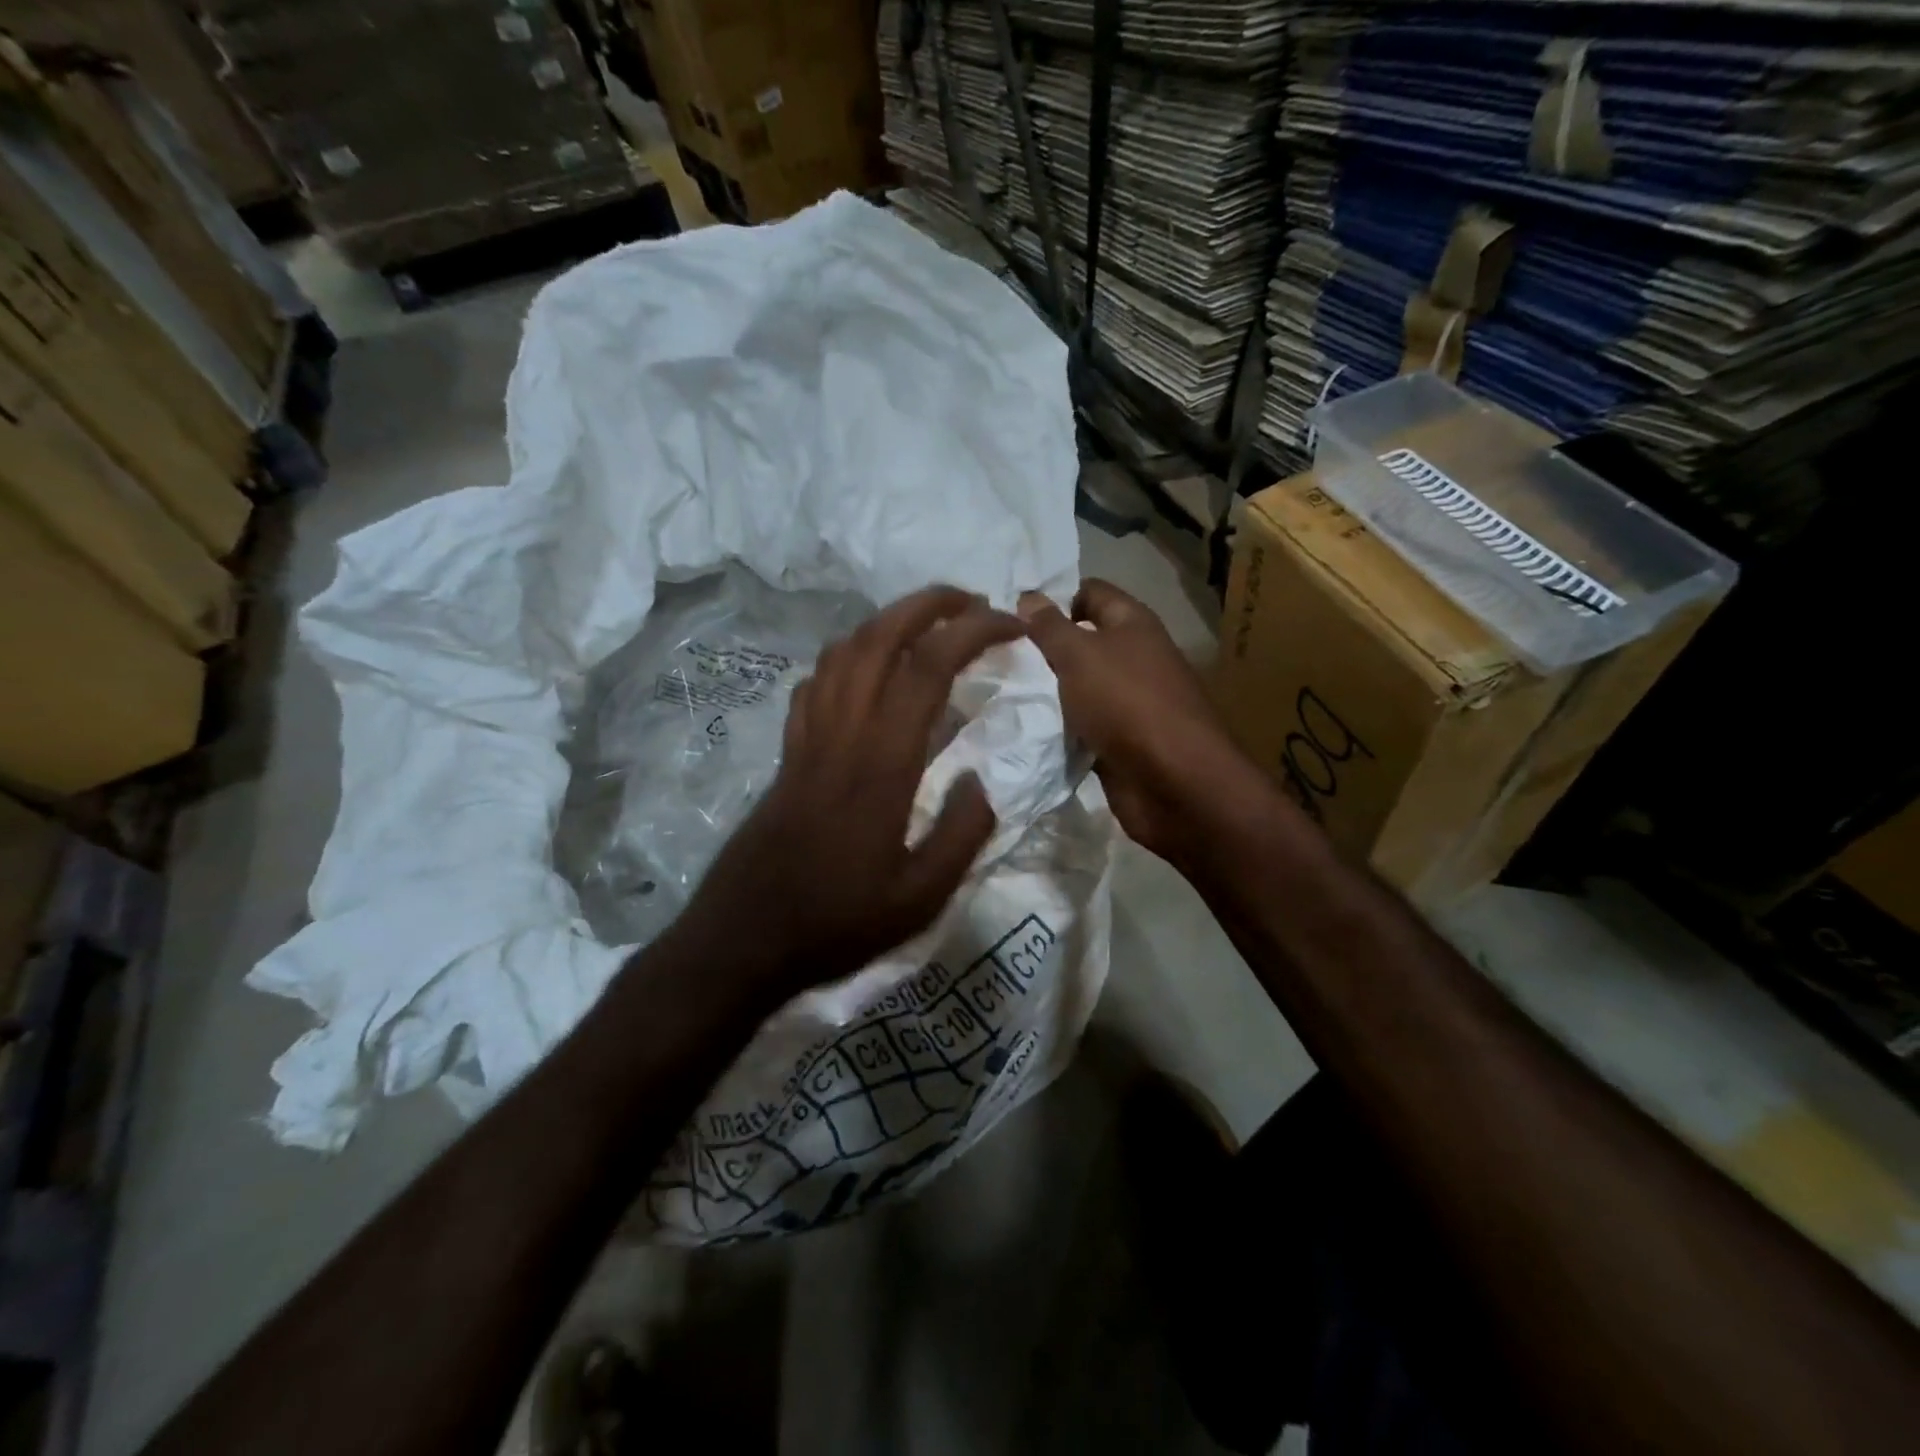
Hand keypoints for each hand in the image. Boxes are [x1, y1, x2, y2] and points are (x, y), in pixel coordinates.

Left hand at [682, 585, 1025, 996]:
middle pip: (879, 638)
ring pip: (842, 651)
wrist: (746, 938)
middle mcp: (842, 733)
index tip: (1012, 625)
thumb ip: (961, 834)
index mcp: (882, 763)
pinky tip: (865, 671)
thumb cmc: (838, 921)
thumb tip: (981, 779)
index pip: (929, 668)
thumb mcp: (921, 898)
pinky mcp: (788, 752)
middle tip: (972, 601)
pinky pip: (815, 683)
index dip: (974, 632)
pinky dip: (846, 657)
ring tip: (926, 624)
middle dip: (929, 605)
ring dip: (887, 621)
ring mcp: (808, 738)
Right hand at [1020, 579, 1257, 867]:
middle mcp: (1135, 658)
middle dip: (1044, 648)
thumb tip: (1028, 596)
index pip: (1091, 592)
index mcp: (1133, 624)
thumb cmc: (1126, 703)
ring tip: (1001, 690)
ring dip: (1049, 691)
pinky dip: (1060, 727)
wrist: (1172, 782)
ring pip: (1080, 687)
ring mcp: (1129, 702)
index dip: (1055, 597)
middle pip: (1083, 642)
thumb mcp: (1079, 655)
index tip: (1013, 614)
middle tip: (997, 654)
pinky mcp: (1121, 742)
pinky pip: (1083, 726)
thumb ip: (1050, 627)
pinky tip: (1025, 728)